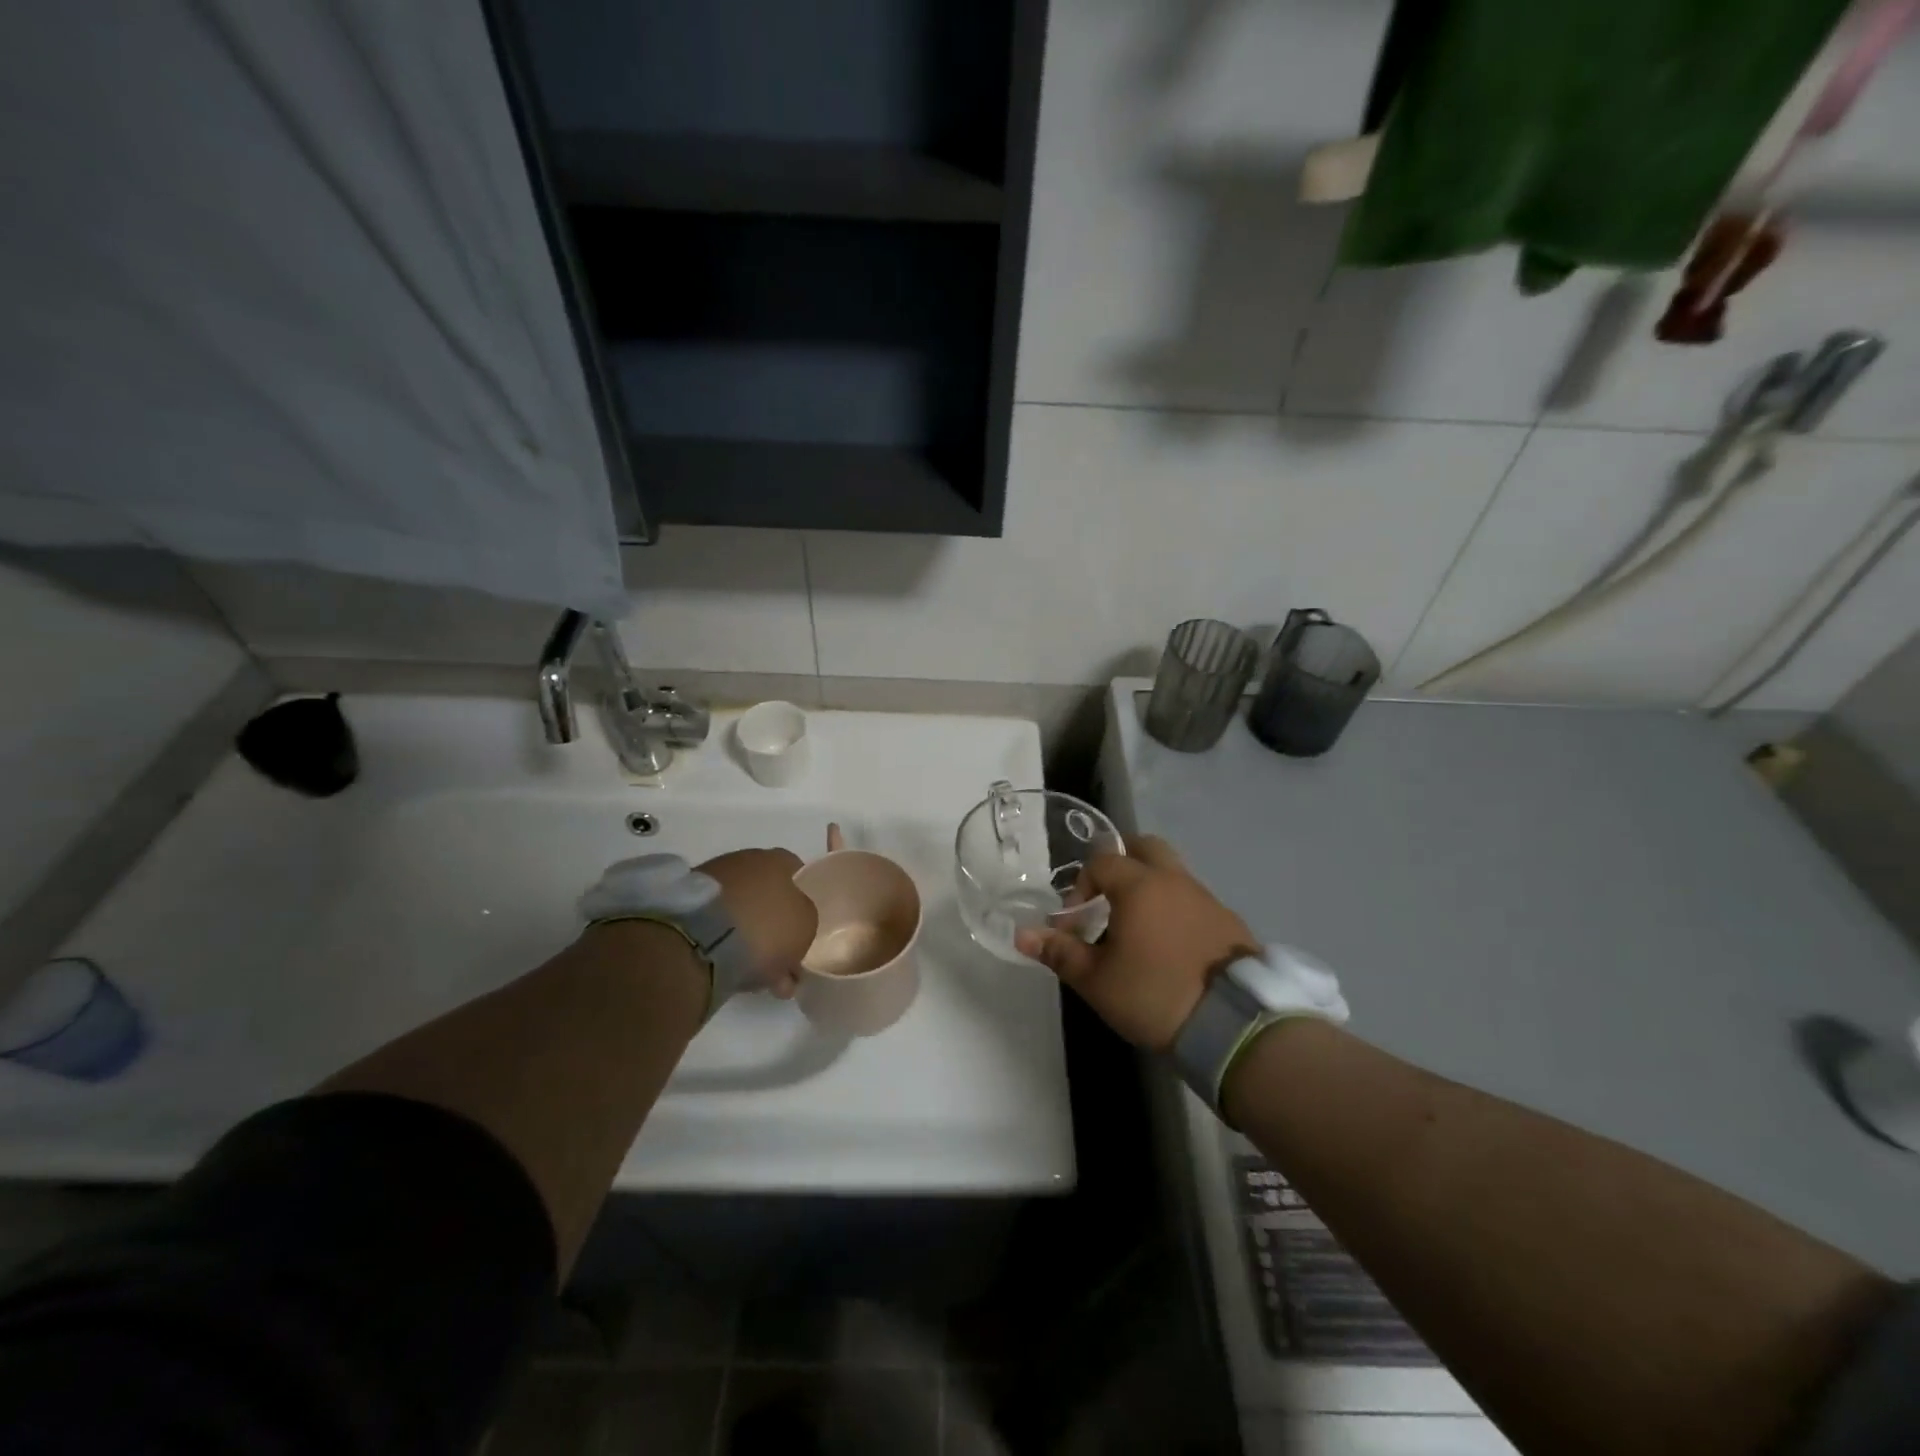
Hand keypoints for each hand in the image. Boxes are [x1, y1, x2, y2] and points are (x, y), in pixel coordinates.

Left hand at [697, 849, 816, 997]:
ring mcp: (709, 881)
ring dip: (748, 933)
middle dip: (772, 919)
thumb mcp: (806, 926)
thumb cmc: (765, 926)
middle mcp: (742, 861)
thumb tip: (793, 924)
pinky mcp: (683, 905)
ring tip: (754, 971)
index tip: (802, 921)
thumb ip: (804, 920)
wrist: (699, 941)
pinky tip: (730, 967)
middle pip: (765, 890)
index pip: (795, 868)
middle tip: (780, 954)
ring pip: (739, 909)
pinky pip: (714, 924)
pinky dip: (723, 941)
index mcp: (775, 859)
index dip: (801, 895)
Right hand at [1016, 836, 1256, 1051]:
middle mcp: (1174, 880)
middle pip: (1144, 847)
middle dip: (1121, 862)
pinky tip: (1171, 945)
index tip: (1077, 923)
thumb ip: (1061, 953)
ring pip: (1172, 873)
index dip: (1081, 887)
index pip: (1101, 862)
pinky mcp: (1229, 921)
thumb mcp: (1098, 981)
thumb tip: (1023, 935)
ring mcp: (1206, 898)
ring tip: (1138, 928)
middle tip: (1107, 897)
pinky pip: (1193, 899)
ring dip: (1150, 887)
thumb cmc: (1155, 994)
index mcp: (1139, 885)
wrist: (1234, 1023)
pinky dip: (1176, 908)